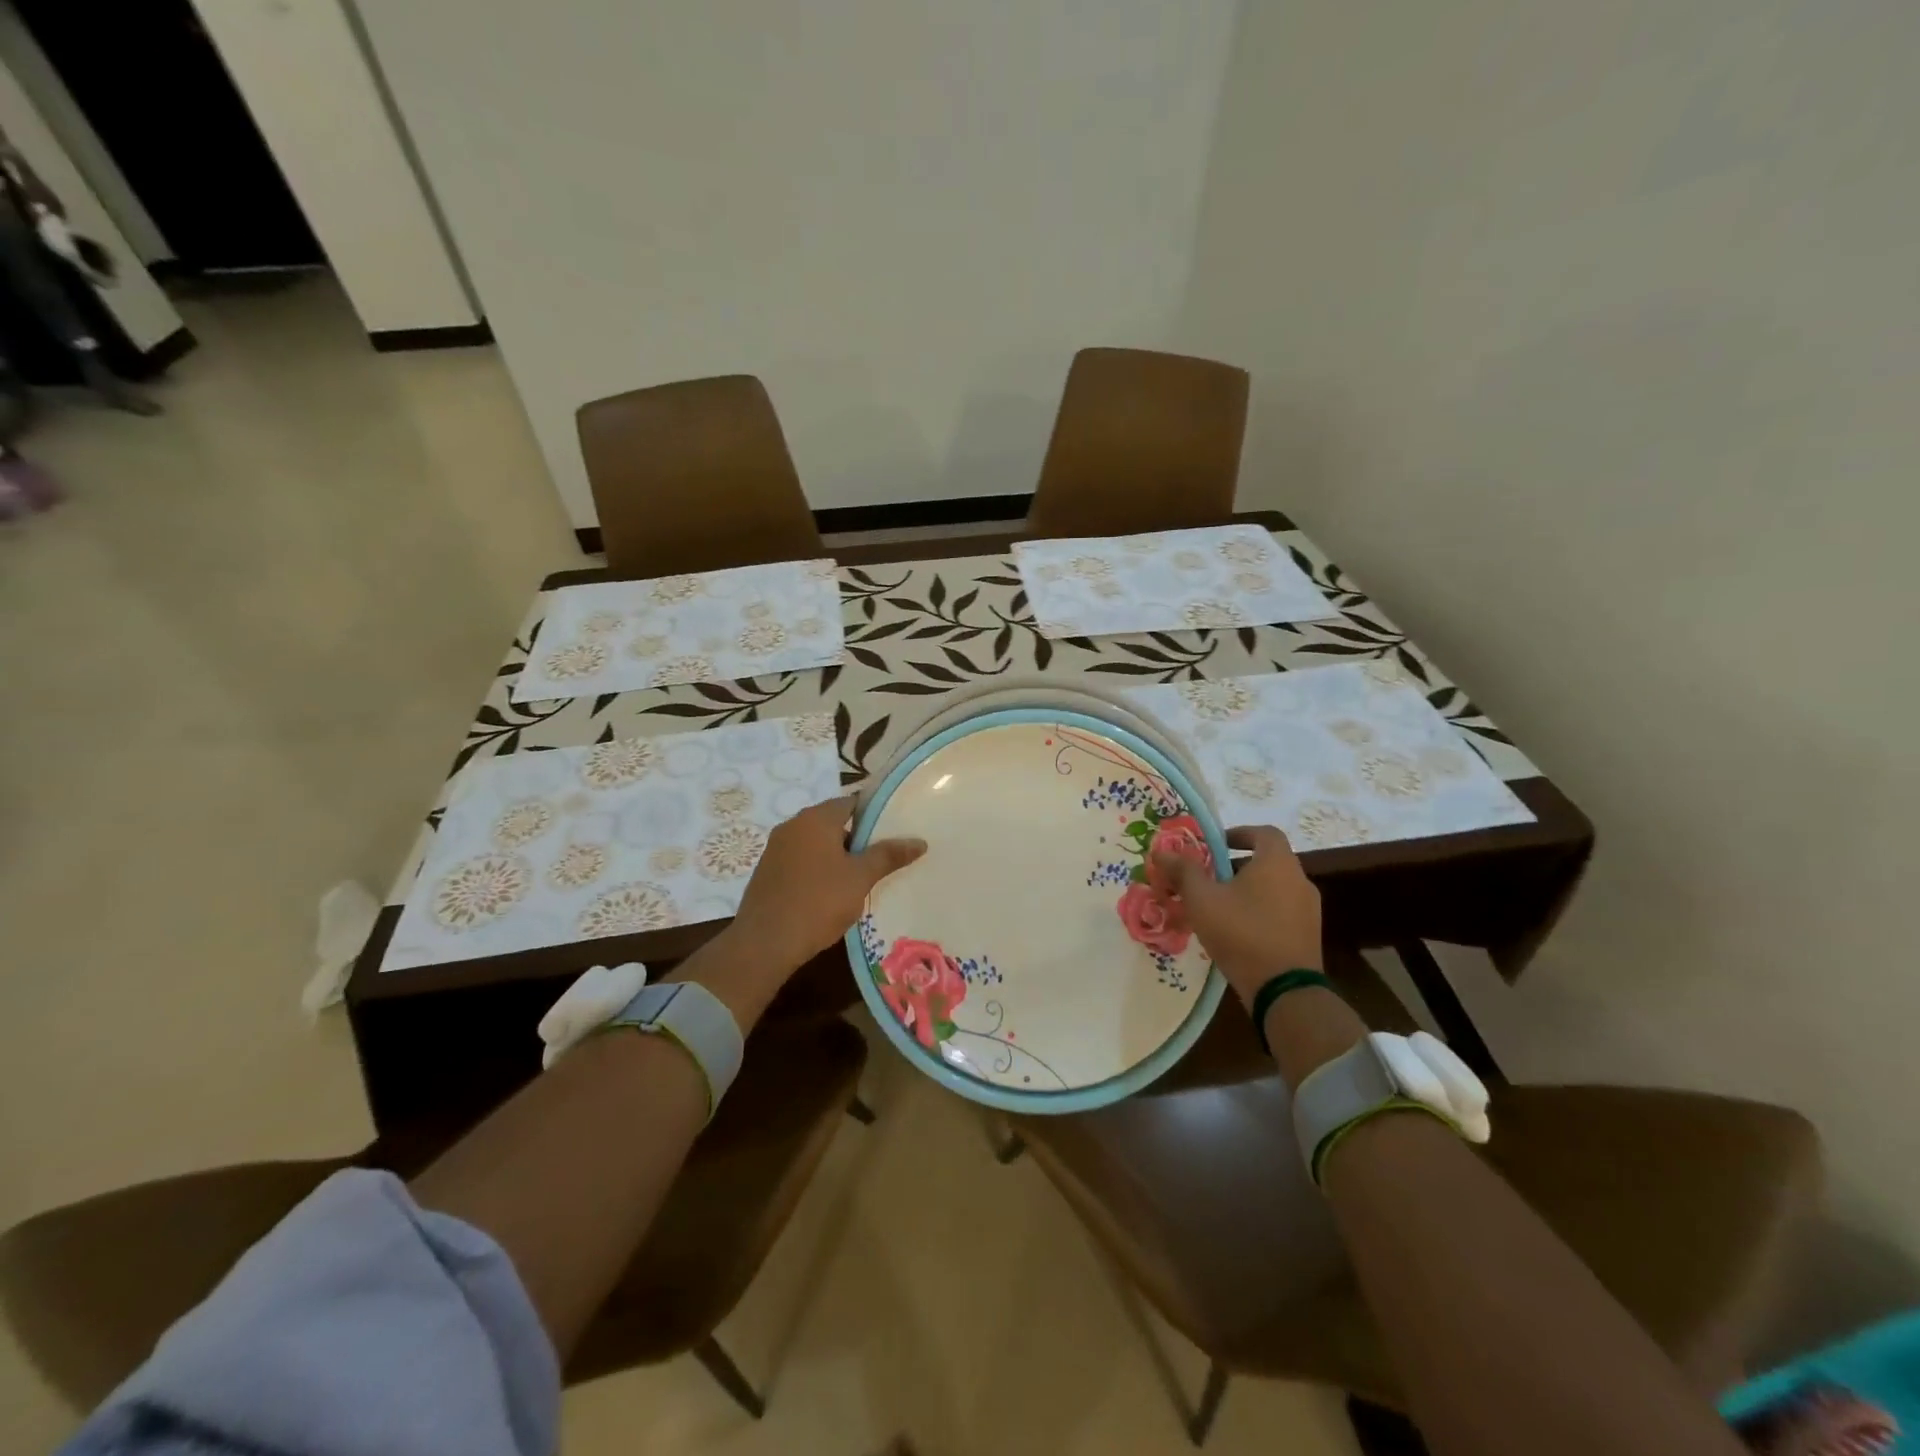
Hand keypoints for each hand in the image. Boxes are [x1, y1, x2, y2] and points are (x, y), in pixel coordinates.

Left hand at [727, 794, 926, 972]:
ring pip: (816, 843)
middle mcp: (793, 825)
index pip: (852, 803)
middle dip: (857, 838)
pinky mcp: (767, 871)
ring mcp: (776, 848)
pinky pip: (801, 861)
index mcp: (816, 818)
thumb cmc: (818, 902)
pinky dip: (818, 869)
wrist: (765, 943)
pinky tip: (831, 892)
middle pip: (834, 822)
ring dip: (837, 856)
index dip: (875, 814)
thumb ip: (888, 855)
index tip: (895, 830)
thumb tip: (919, 841)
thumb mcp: (860, 878)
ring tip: (862, 877)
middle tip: (883, 857)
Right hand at [1153, 825, 1321, 1005]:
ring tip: (1220, 908)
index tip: (1217, 845)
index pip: (1264, 833)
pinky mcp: (1308, 936)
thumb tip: (1161, 851)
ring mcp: (1309, 910)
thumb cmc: (1241, 932)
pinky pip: (1282, 912)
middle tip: (1210, 879)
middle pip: (1268, 861)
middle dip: (1238, 866)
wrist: (1284, 990)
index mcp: (1277, 863)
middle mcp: (1299, 880)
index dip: (1240, 833)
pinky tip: (1239, 932)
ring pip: (1275, 888)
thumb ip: (1183, 871)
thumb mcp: (1202, 899)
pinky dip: (1261, 912)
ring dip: (1249, 891)